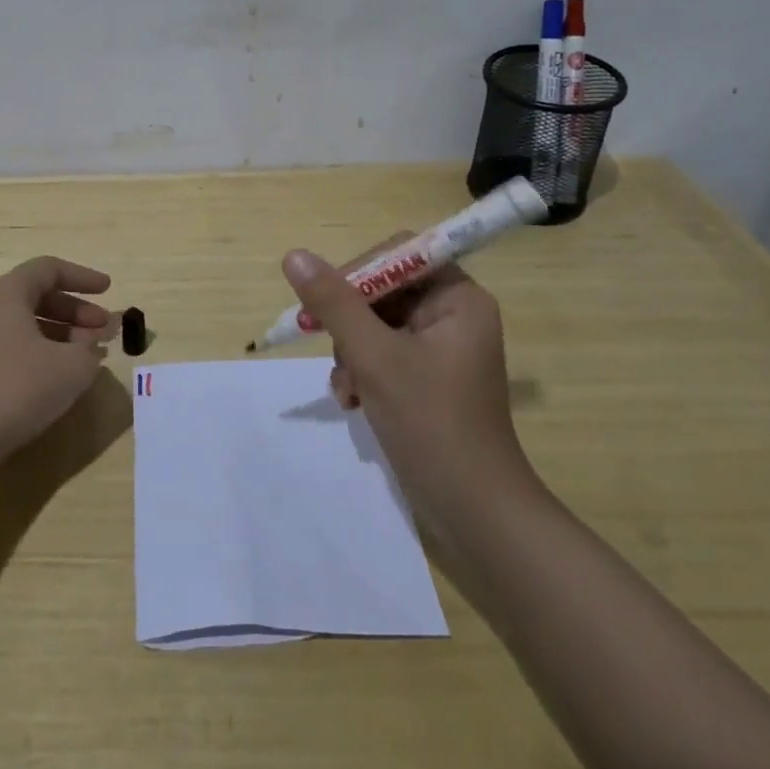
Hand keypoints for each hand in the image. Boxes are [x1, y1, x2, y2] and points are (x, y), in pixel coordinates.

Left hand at [0, 255, 118, 464]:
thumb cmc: (19, 388)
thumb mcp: (72, 367)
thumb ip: (90, 348)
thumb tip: (91, 343)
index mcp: (8, 293)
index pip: (49, 269)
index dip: (83, 277)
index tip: (109, 290)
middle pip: (39, 295)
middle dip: (77, 309)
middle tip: (105, 329)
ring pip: (28, 322)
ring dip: (63, 332)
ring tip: (90, 353)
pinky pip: (16, 344)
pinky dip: (44, 350)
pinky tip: (62, 374)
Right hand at [281, 244, 531, 501]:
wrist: (474, 513)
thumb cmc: (432, 424)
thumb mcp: (374, 357)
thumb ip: (334, 303)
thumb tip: (295, 256)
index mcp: (458, 299)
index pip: (398, 255)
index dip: (357, 272)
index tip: (323, 302)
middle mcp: (453, 316)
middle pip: (383, 291)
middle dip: (350, 323)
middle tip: (326, 346)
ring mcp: (440, 350)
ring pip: (375, 325)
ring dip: (351, 353)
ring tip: (349, 389)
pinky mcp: (427, 380)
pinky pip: (382, 355)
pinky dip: (362, 373)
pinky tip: (354, 402)